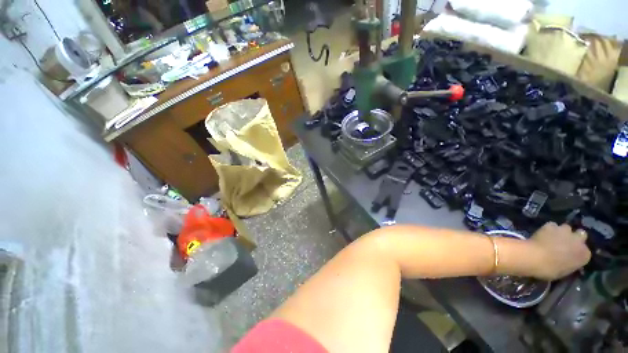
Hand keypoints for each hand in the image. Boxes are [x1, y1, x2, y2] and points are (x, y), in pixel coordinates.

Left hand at [529, 222, 591, 279]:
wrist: (535, 257)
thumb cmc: (549, 270)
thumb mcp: (565, 271)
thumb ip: (571, 263)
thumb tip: (568, 261)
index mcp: (585, 255)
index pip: (585, 252)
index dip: (577, 252)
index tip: (571, 254)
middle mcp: (579, 241)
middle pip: (581, 235)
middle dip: (575, 237)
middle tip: (565, 242)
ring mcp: (565, 231)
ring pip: (567, 228)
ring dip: (562, 232)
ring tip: (553, 237)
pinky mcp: (551, 225)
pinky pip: (552, 225)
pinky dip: (548, 228)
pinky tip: (543, 233)